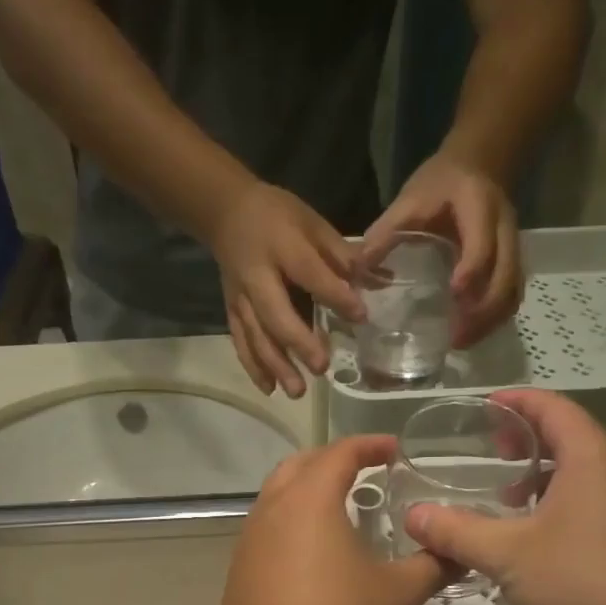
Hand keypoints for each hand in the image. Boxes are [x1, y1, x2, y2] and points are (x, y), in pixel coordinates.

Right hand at [209, 182, 363, 398]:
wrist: (225, 213)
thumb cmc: (277, 216)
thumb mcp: (312, 223)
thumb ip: (342, 255)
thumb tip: (380, 281)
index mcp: (283, 247)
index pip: (310, 274)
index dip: (335, 295)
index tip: (360, 316)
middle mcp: (257, 276)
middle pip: (275, 314)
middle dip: (298, 343)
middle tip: (322, 367)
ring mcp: (241, 297)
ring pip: (256, 336)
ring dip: (276, 365)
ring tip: (297, 392)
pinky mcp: (232, 311)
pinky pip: (241, 342)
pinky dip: (253, 367)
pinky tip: (270, 389)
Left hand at [217, 435, 447, 604]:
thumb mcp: (396, 595)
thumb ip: (431, 567)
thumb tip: (459, 552)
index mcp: (311, 498)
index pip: (341, 452)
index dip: (370, 445)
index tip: (395, 450)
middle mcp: (275, 505)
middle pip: (303, 462)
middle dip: (336, 459)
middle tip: (367, 470)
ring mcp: (252, 534)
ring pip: (280, 491)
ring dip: (310, 486)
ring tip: (343, 504)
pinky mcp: (242, 562)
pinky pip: (271, 521)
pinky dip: (295, 516)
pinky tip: (317, 547)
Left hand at [363, 152, 521, 347]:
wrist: (477, 164)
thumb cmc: (440, 183)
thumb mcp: (410, 199)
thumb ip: (386, 231)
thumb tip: (358, 269)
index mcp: (479, 207)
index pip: (482, 242)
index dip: (472, 269)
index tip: (455, 294)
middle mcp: (504, 228)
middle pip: (506, 275)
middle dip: (484, 311)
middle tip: (456, 338)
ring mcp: (512, 246)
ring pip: (513, 290)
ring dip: (491, 320)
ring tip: (462, 342)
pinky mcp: (512, 261)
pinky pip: (511, 294)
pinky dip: (495, 317)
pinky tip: (472, 332)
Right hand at [402, 391, 605, 604]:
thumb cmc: (583, 582)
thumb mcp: (506, 555)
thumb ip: (456, 531)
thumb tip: (412, 517)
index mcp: (593, 456)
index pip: (553, 407)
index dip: (516, 401)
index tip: (484, 407)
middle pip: (571, 434)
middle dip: (528, 438)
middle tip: (492, 452)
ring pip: (586, 470)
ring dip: (545, 473)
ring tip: (508, 497)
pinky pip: (598, 497)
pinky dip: (564, 499)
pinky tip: (540, 536)